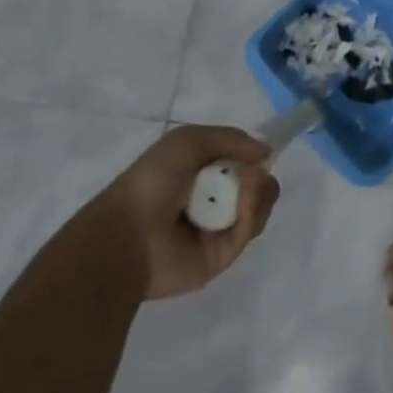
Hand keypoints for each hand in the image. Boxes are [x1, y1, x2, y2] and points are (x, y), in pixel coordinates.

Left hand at [110, 126, 279, 299]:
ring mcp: (219, 228)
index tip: (260, 154)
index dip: (254, 158)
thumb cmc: (152, 182)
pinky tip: (242, 207)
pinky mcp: (223, 255)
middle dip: (260, 176)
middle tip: (252, 176)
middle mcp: (212, 200)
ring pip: (259, 206)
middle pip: (257, 185)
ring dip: (259, 192)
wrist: (126, 236)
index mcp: (201, 174)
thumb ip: (231, 138)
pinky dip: (252, 213)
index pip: (242, 163)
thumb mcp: (188, 140)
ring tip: (246, 190)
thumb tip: (266, 152)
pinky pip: (250, 229)